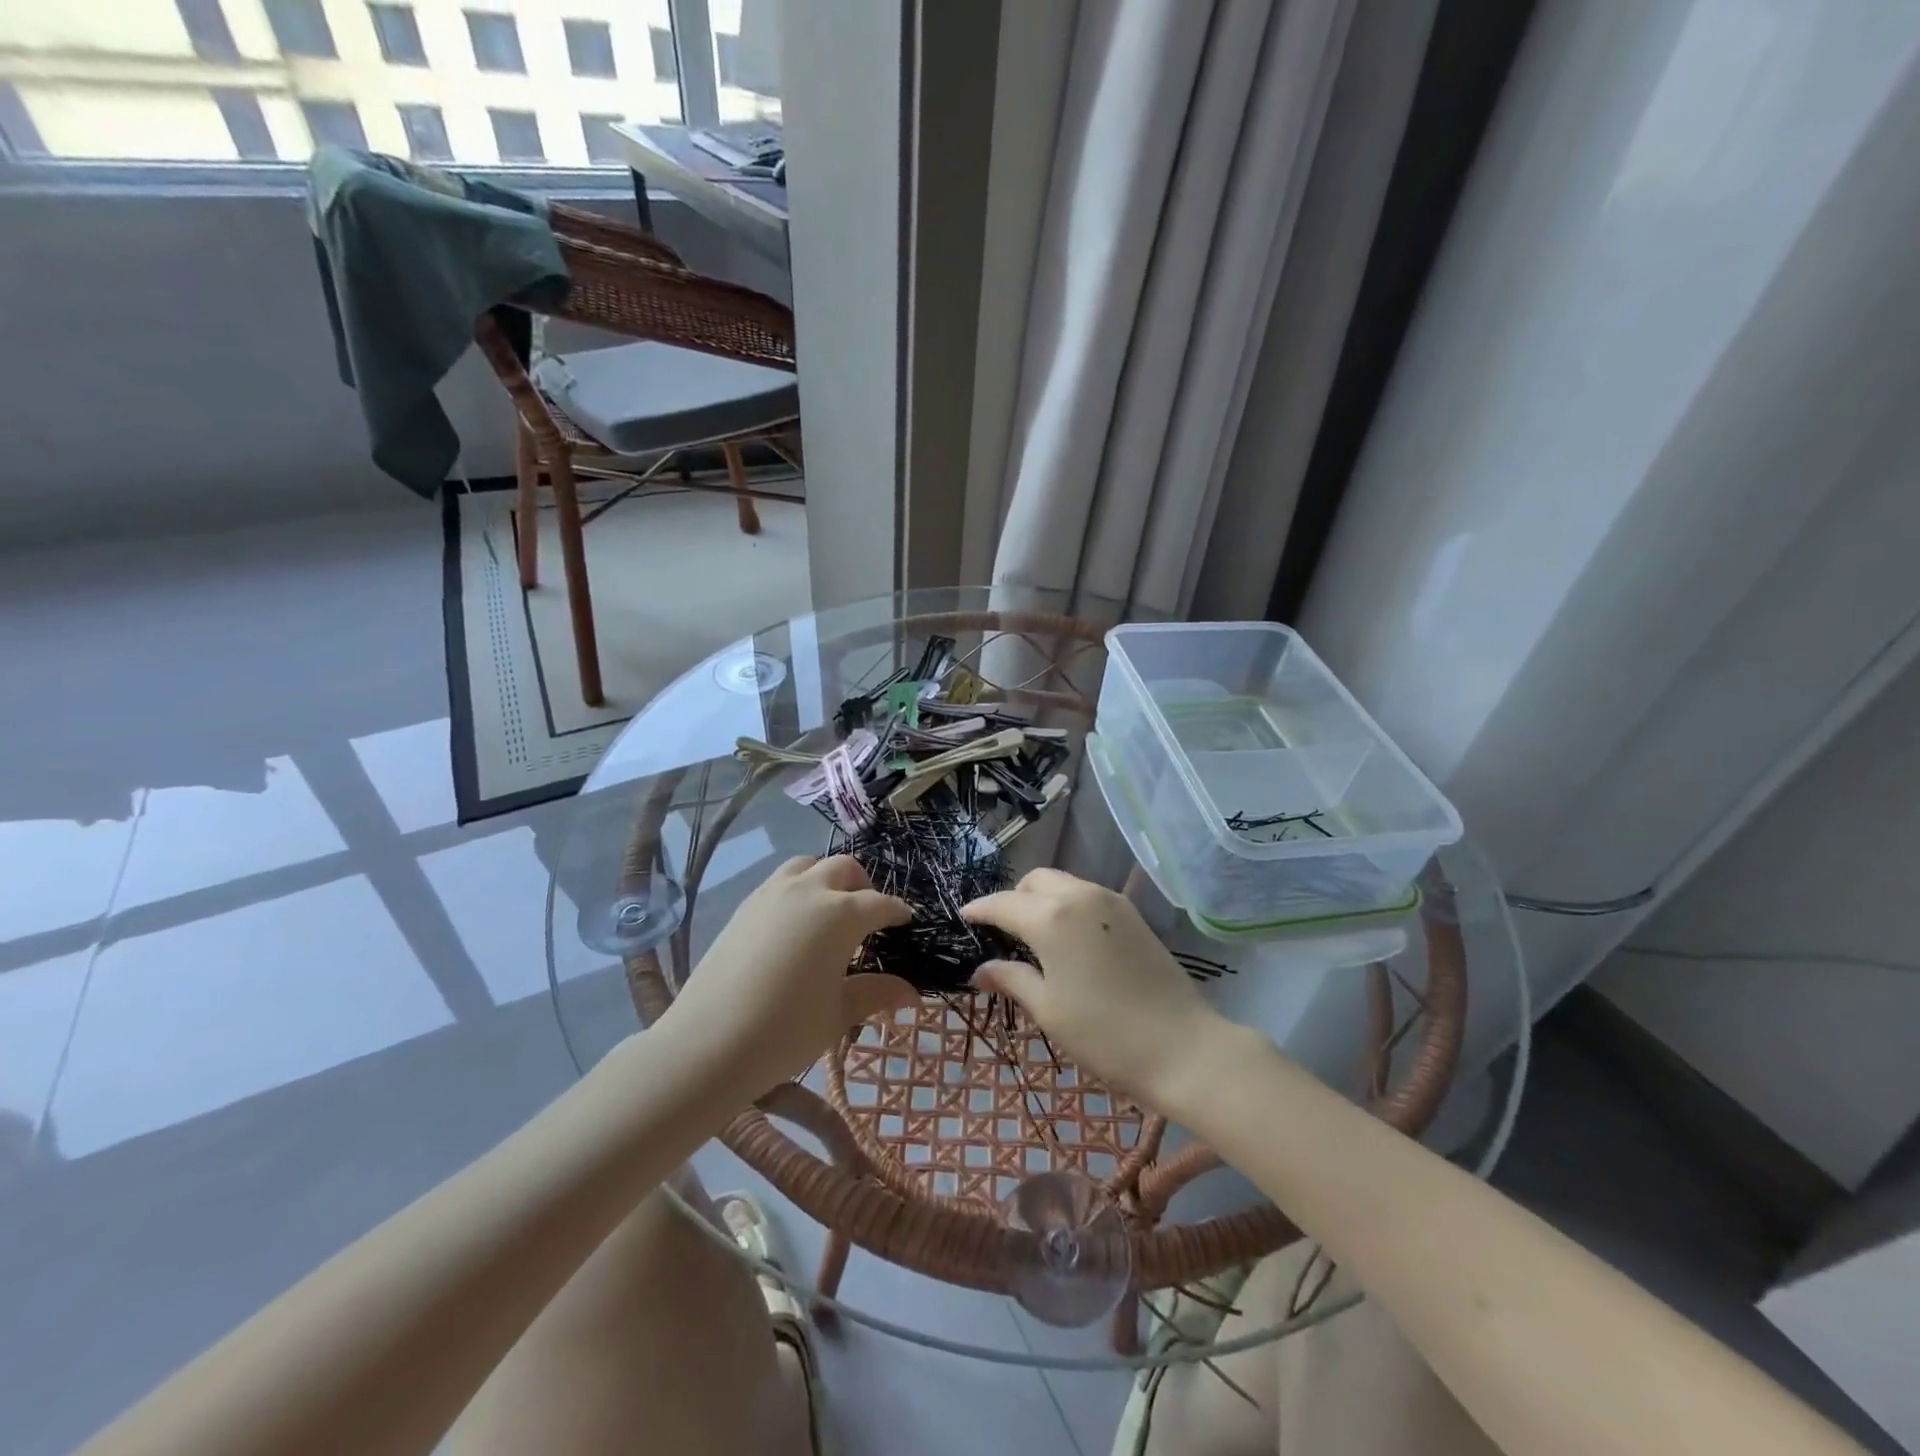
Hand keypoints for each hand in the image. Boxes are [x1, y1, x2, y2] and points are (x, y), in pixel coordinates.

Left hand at [664, 856, 917, 1099]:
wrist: (708, 1042)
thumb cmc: (785, 1030)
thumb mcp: (838, 1014)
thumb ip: (876, 994)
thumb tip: (913, 993)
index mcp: (840, 914)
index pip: (879, 903)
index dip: (896, 911)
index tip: (906, 921)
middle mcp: (808, 891)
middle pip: (844, 868)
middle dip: (863, 886)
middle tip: (868, 915)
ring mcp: (771, 894)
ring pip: (807, 865)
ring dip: (826, 877)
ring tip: (829, 909)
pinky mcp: (744, 906)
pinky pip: (779, 882)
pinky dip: (797, 889)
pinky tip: (794, 923)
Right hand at [963, 869, 1234, 1108]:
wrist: (1183, 1046)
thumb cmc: (1104, 1034)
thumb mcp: (1048, 1009)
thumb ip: (1012, 980)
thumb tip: (982, 970)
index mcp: (1051, 918)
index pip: (1003, 903)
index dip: (980, 910)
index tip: (964, 918)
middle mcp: (1080, 896)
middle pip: (1035, 881)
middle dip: (1013, 898)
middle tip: (1003, 932)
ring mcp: (1111, 901)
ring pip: (1063, 883)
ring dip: (1042, 899)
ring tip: (1035, 936)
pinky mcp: (1133, 914)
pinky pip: (1088, 895)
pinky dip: (1068, 905)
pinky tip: (1069, 939)